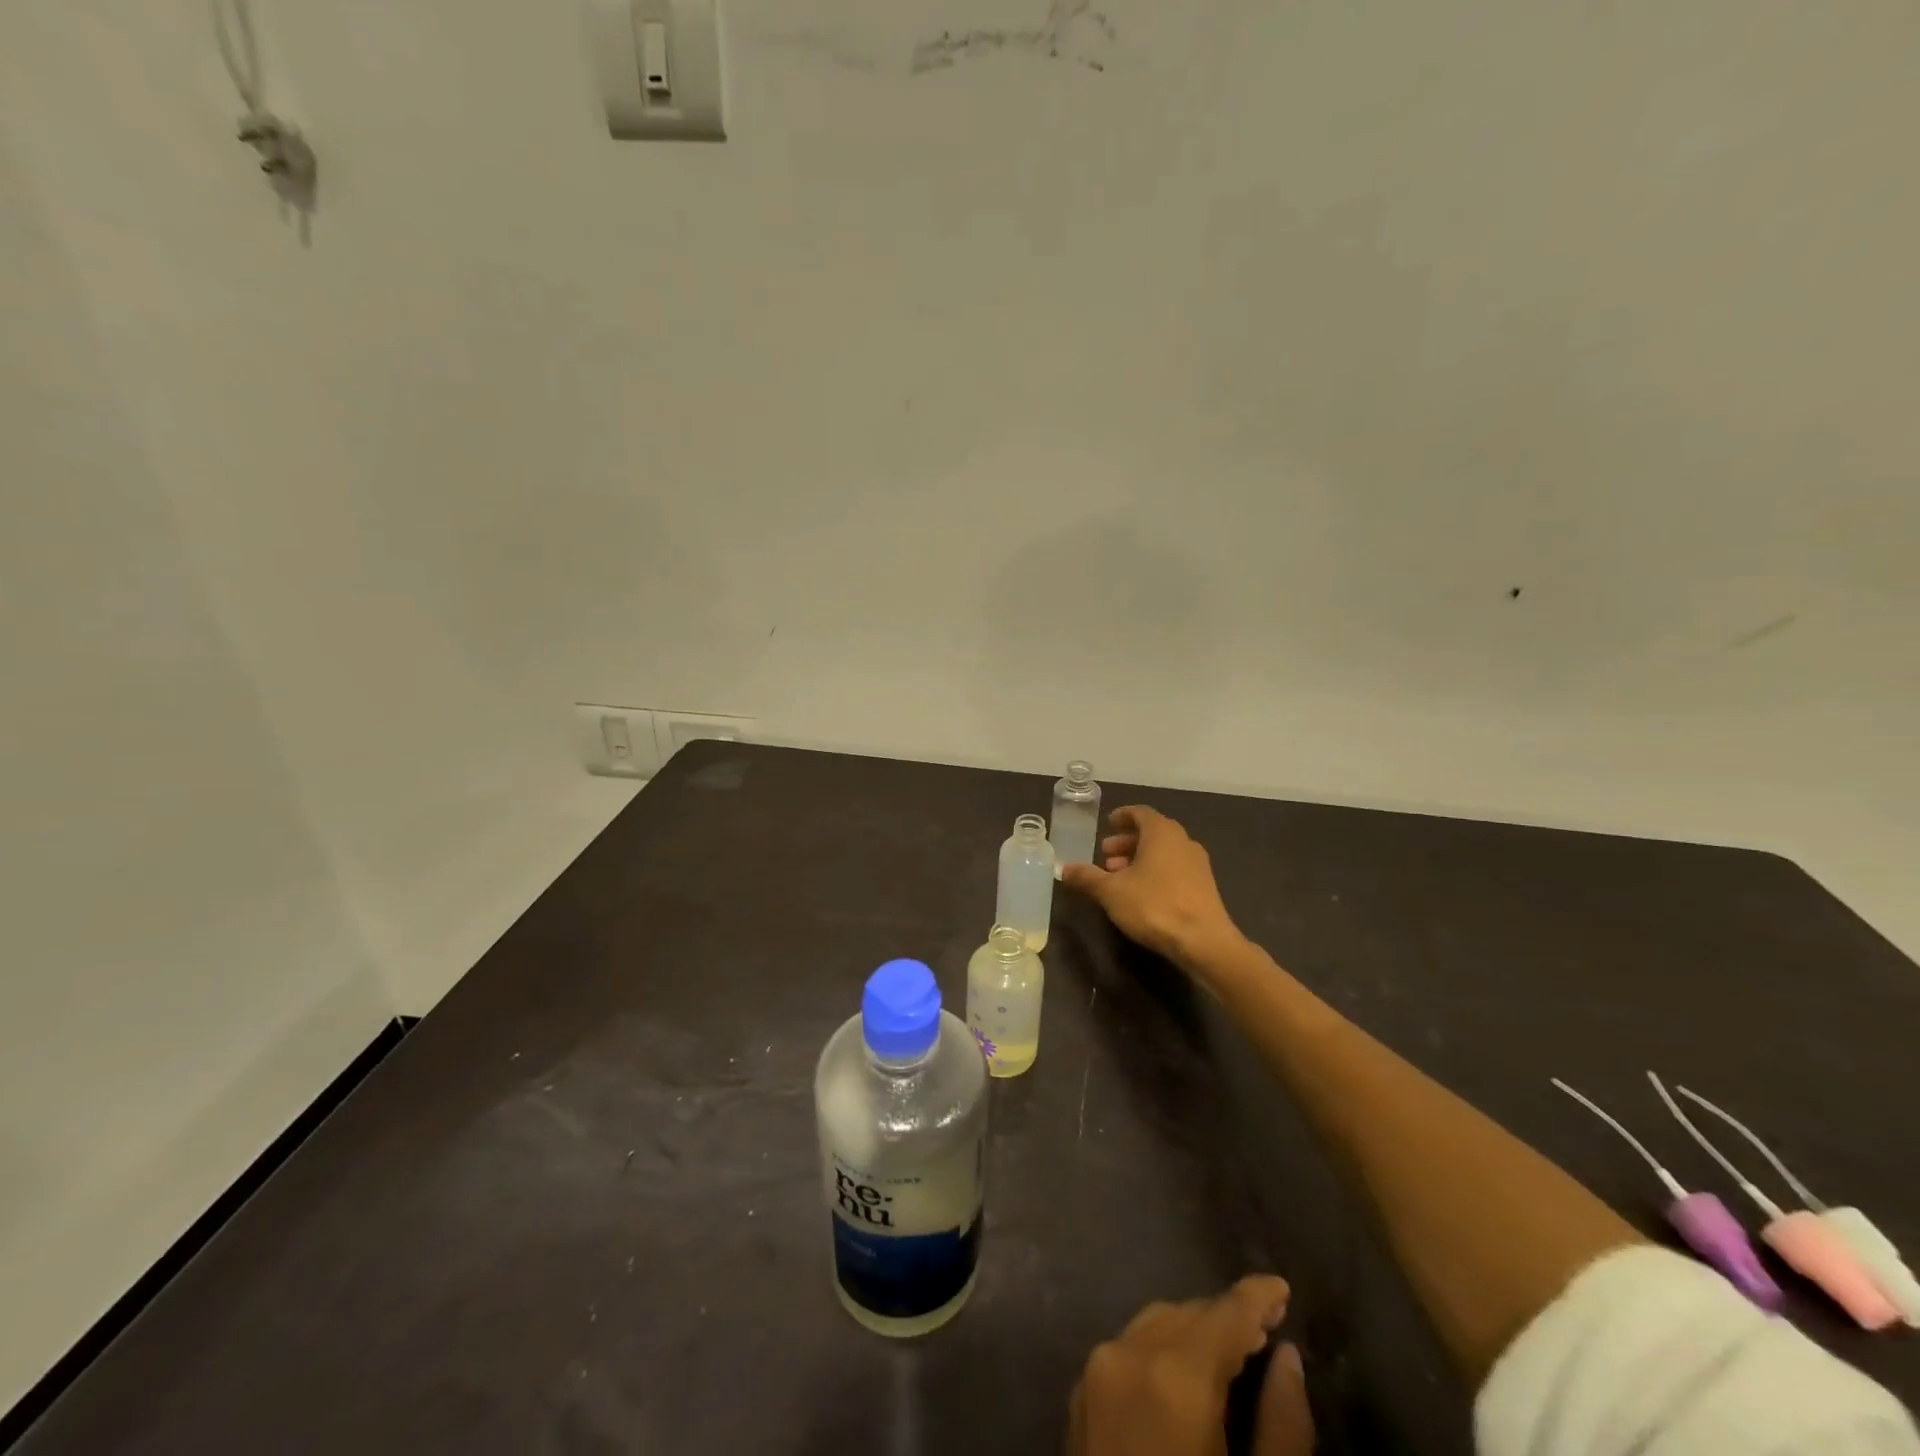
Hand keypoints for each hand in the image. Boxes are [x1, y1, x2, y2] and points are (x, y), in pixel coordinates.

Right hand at [1060, 806, 1241, 969]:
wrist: (1204, 941)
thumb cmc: (1154, 906)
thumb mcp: (1111, 892)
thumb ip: (1087, 877)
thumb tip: (1064, 869)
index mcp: (1161, 832)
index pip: (1140, 813)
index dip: (1122, 816)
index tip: (1108, 824)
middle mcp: (1183, 841)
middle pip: (1152, 832)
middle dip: (1127, 842)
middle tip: (1106, 855)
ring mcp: (1197, 864)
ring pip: (1164, 852)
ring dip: (1140, 859)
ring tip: (1119, 876)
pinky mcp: (1204, 886)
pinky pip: (1175, 868)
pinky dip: (1156, 872)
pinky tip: (1141, 893)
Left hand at [1067, 1276, 1314, 1455]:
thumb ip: (1283, 1427)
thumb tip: (1288, 1359)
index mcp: (1174, 1376)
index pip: (1223, 1315)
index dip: (1256, 1298)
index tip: (1282, 1288)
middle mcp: (1127, 1355)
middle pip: (1188, 1316)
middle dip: (1228, 1320)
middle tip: (1268, 1331)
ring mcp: (1095, 1373)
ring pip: (1155, 1326)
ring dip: (1195, 1333)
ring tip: (1234, 1352)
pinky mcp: (1078, 1398)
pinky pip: (1129, 1351)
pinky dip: (1162, 1350)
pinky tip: (1186, 1375)